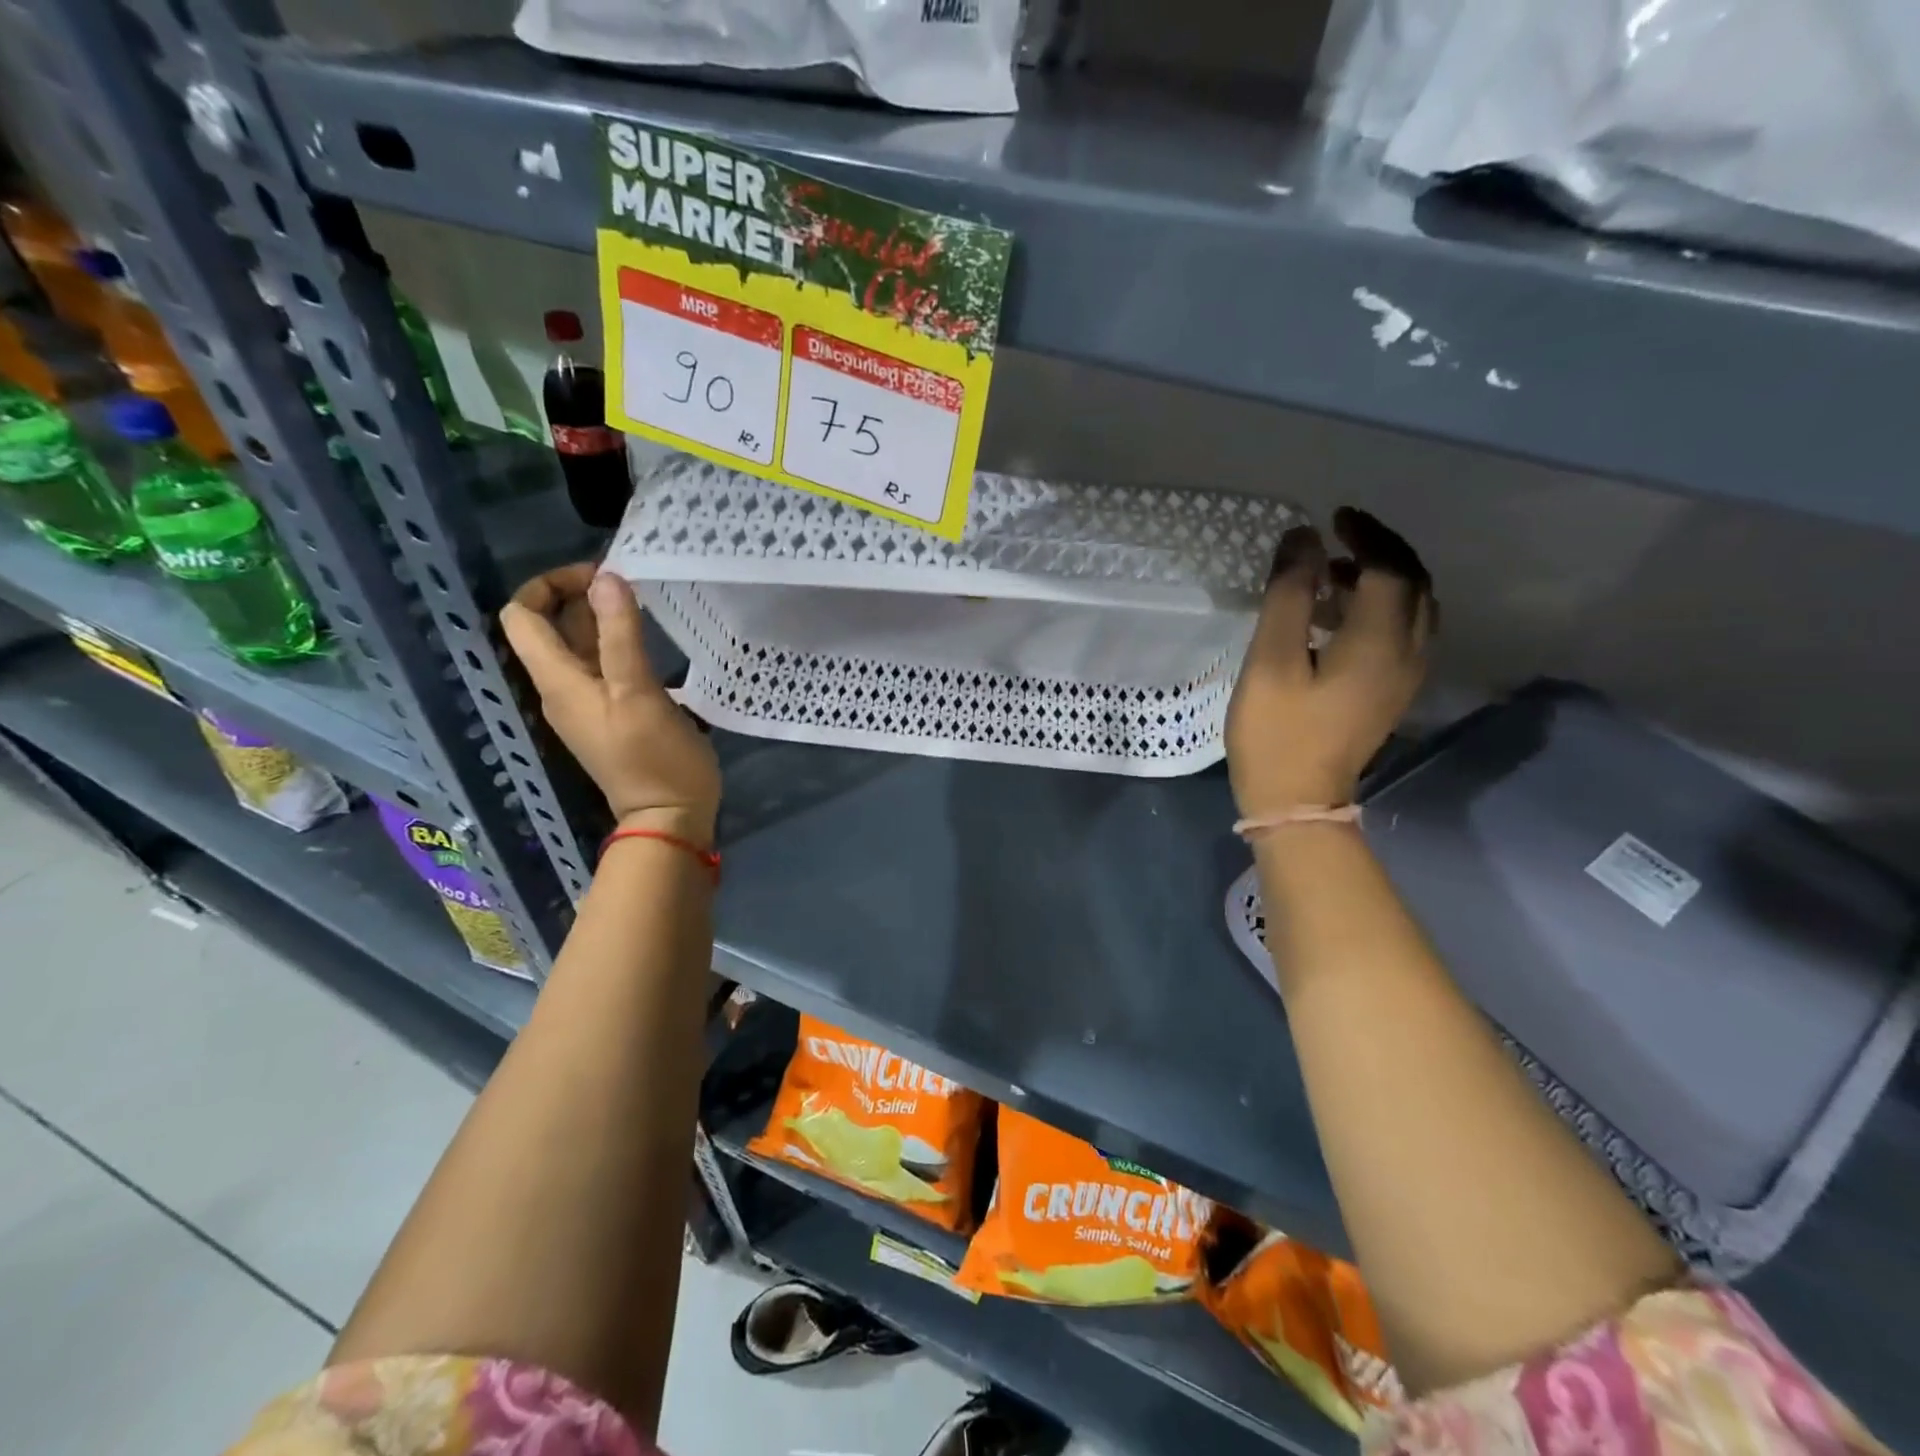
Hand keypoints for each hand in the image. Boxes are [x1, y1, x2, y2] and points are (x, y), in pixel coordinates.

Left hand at [501, 564, 721, 845]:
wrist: (669, 819)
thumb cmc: (654, 758)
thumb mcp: (638, 692)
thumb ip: (621, 634)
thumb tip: (606, 578)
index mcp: (558, 681)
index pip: (522, 617)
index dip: (548, 585)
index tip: (599, 575)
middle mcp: (564, 688)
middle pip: (554, 628)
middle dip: (584, 597)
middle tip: (633, 583)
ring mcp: (590, 704)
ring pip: (584, 647)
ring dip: (607, 620)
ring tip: (649, 606)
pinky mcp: (615, 715)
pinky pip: (607, 668)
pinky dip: (622, 646)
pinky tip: (656, 644)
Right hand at [1226, 508, 1434, 816]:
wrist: (1298, 800)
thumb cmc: (1277, 731)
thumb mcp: (1271, 660)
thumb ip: (1289, 595)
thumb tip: (1301, 538)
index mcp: (1381, 642)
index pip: (1390, 568)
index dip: (1366, 535)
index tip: (1332, 517)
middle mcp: (1408, 653)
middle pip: (1414, 584)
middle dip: (1382, 550)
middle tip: (1339, 535)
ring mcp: (1406, 676)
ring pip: (1414, 609)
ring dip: (1383, 578)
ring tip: (1333, 572)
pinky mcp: (1392, 693)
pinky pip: (1404, 633)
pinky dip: (1380, 607)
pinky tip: (1339, 615)